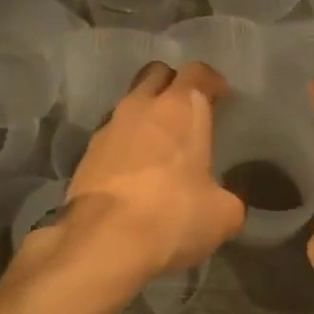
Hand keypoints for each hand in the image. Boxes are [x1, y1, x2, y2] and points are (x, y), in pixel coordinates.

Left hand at [49, 61, 244, 286]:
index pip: (197, 72)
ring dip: (146, 116)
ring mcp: (108, 128)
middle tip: (188, 111)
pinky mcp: (86, 154)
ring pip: (130, 104)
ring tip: (160, 145)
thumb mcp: (223, 214)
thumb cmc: (173, 215)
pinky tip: (135, 172)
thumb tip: (223, 202)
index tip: (221, 96)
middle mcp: (141, 106)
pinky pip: (112, 136)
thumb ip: (227, 197)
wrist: (105, 241)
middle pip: (157, 75)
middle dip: (173, 85)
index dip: (211, 81)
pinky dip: (126, 144)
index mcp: (180, 108)